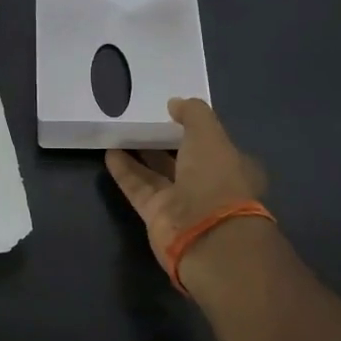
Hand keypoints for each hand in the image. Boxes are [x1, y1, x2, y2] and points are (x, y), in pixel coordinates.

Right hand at [105, 98, 269, 295]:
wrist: (207, 236)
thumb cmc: (216, 179)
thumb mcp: (209, 135)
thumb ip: (193, 114)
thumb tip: (175, 103)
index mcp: (230, 165)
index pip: (211, 143)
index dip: (193, 128)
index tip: (172, 112)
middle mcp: (207, 184)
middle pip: (181, 158)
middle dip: (163, 140)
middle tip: (141, 119)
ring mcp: (182, 202)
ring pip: (157, 172)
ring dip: (140, 154)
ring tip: (119, 131)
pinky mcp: (157, 215)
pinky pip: (138, 188)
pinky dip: (125, 171)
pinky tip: (109, 152)